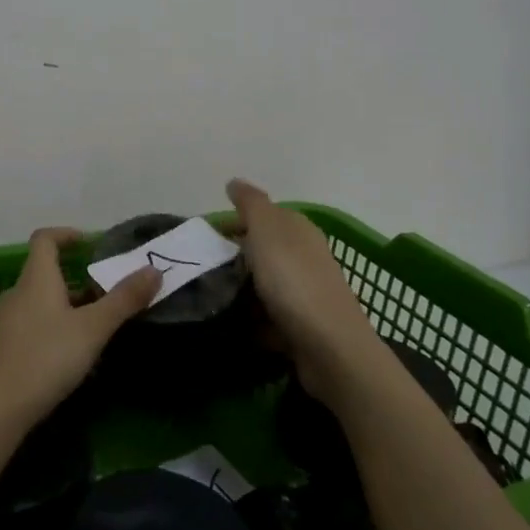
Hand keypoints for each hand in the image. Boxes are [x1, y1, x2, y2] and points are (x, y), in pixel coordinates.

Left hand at [0, 227, 160, 429]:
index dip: (66, 234)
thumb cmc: (45, 357)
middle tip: (108, 294)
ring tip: (97, 327)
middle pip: (47, 273)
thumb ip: (123, 299)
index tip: (89, 243)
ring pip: (42, 303)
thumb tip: (153, 269)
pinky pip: (34, 326)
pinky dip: (55, 329)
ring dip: (68, 307)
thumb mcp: (92, 329)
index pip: (45, 239)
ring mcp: (7, 322)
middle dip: (78, 279)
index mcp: (36, 278)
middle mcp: (18, 293)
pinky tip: (72, 356)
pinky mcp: (4, 349)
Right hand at [225, 179, 380, 407]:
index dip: (233, 223)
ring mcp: (305, 294)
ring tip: (209, 298)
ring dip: (240, 291)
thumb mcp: (267, 229)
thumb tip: (235, 182)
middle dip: (233, 258)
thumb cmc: (293, 280)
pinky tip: (230, 326)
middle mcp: (305, 257)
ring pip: (264, 285)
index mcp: (297, 230)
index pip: (262, 217)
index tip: (203, 239)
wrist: (329, 347)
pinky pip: (268, 318)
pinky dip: (251, 321)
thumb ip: (250, 203)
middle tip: (201, 269)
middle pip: (262, 251)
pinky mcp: (301, 327)